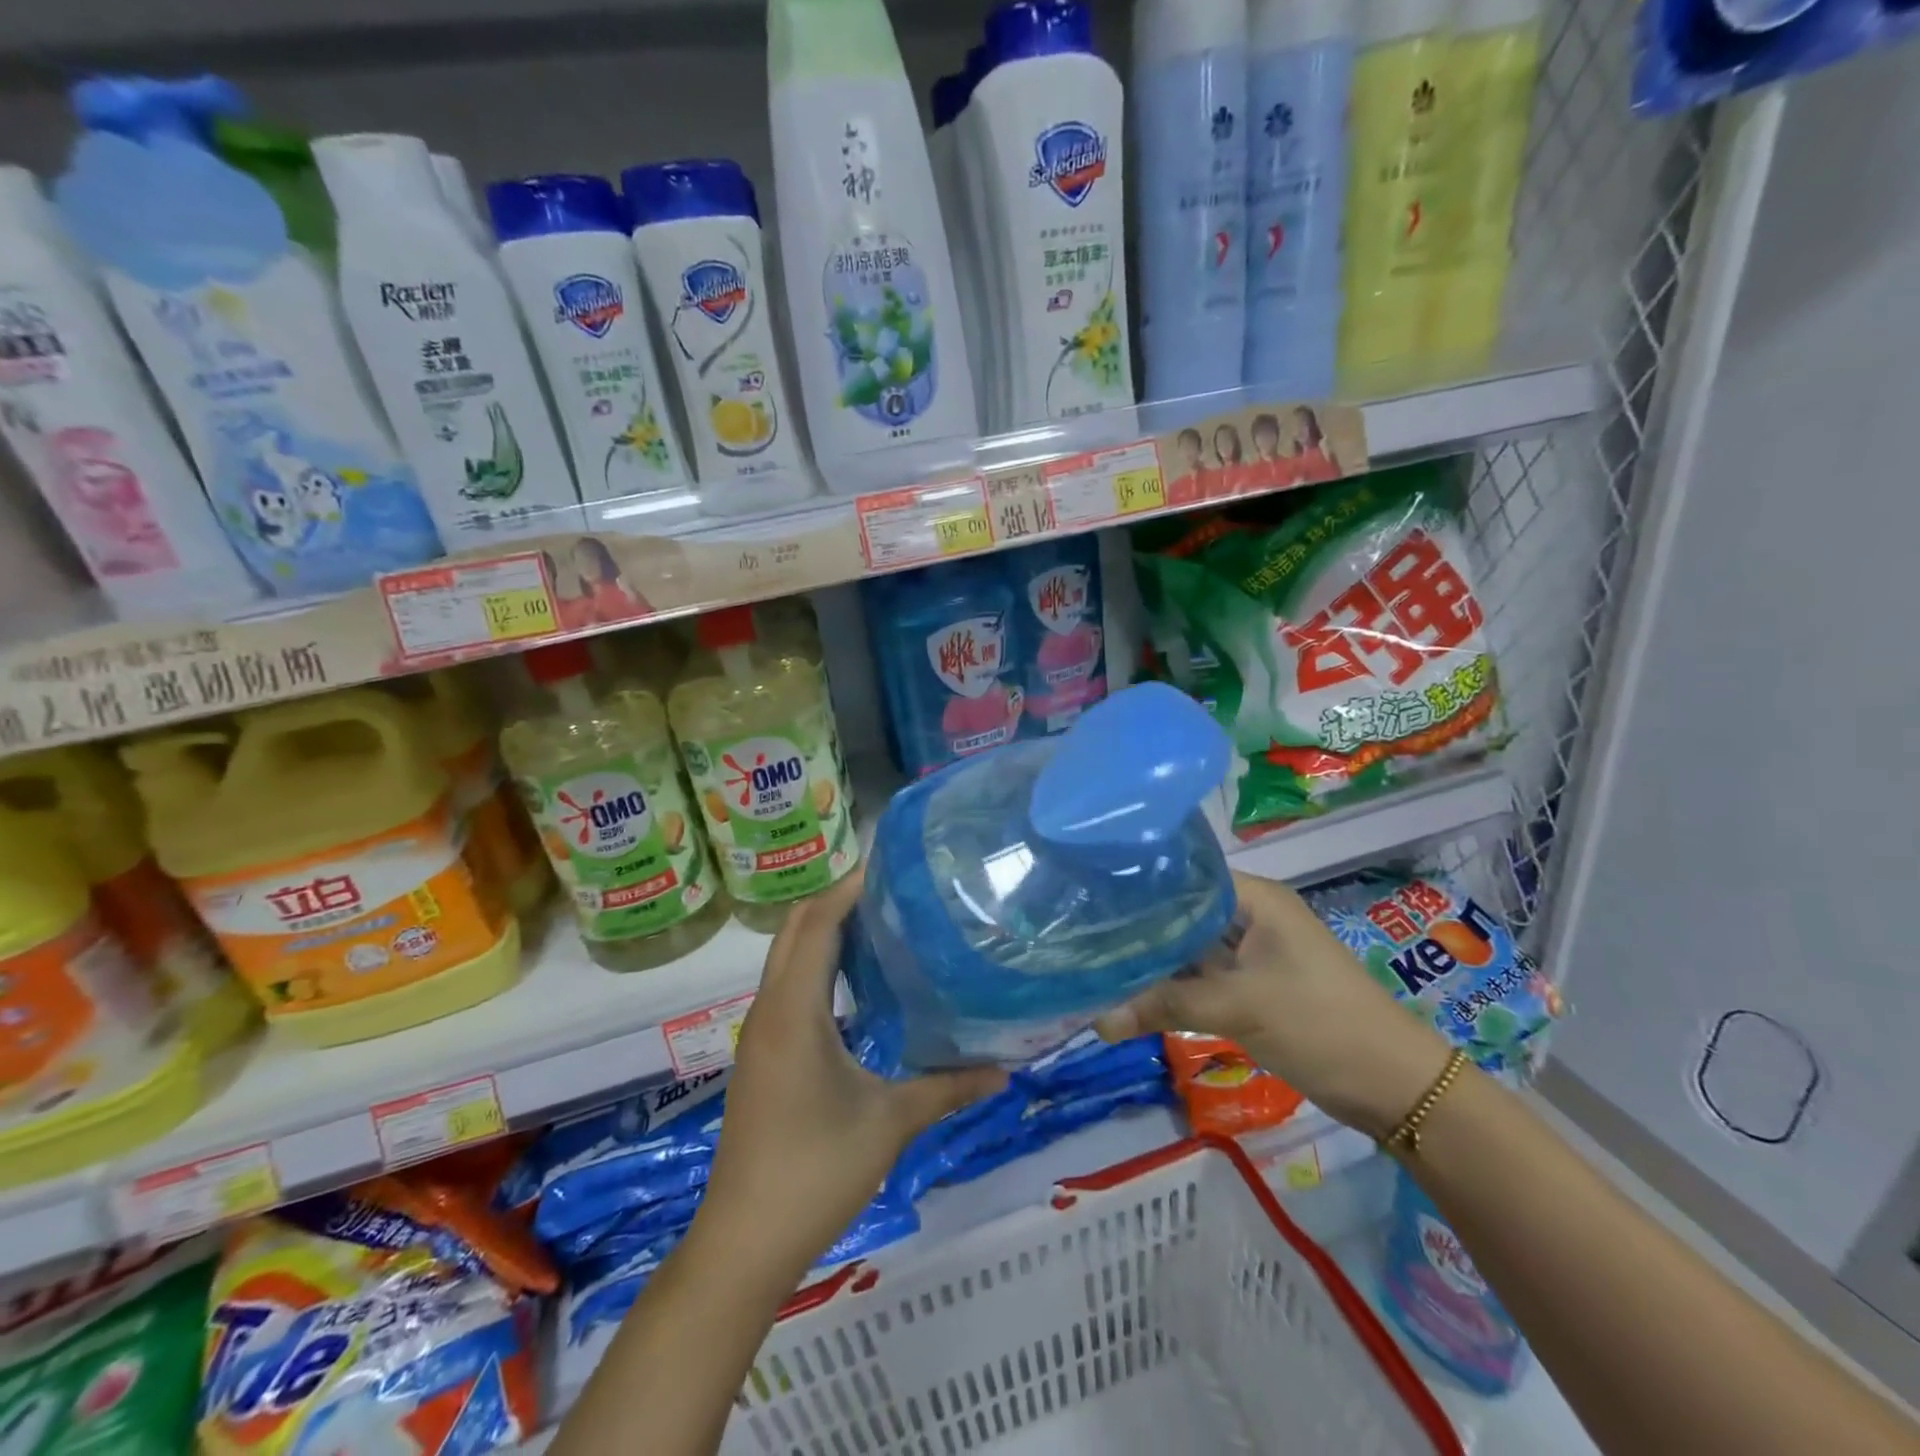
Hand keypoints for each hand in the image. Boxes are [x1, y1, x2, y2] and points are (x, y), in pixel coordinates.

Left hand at [698, 866, 1007, 1278]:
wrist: (744, 1242)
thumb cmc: (815, 1172)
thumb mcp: (890, 1123)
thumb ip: (948, 1088)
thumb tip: (1006, 1069)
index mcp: (794, 1010)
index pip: (816, 924)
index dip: (849, 889)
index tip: (893, 868)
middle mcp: (769, 1009)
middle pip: (795, 930)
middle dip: (838, 901)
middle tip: (895, 891)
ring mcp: (760, 1032)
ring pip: (788, 957)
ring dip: (826, 931)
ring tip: (883, 923)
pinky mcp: (762, 1054)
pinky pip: (788, 985)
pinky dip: (818, 964)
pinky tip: (858, 981)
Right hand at [1094, 872, 1451, 1138]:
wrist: (1394, 1087)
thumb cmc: (1320, 1024)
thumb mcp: (1239, 1008)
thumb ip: (1164, 1006)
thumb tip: (1096, 1021)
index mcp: (1256, 899)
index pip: (1185, 876)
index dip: (1141, 885)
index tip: (1091, 897)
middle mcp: (1251, 917)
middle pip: (1183, 914)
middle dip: (1139, 928)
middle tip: (1082, 933)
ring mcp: (1252, 955)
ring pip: (1190, 949)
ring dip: (1154, 962)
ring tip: (1095, 961)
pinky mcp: (1252, 988)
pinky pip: (1201, 979)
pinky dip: (1173, 988)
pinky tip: (1131, 993)